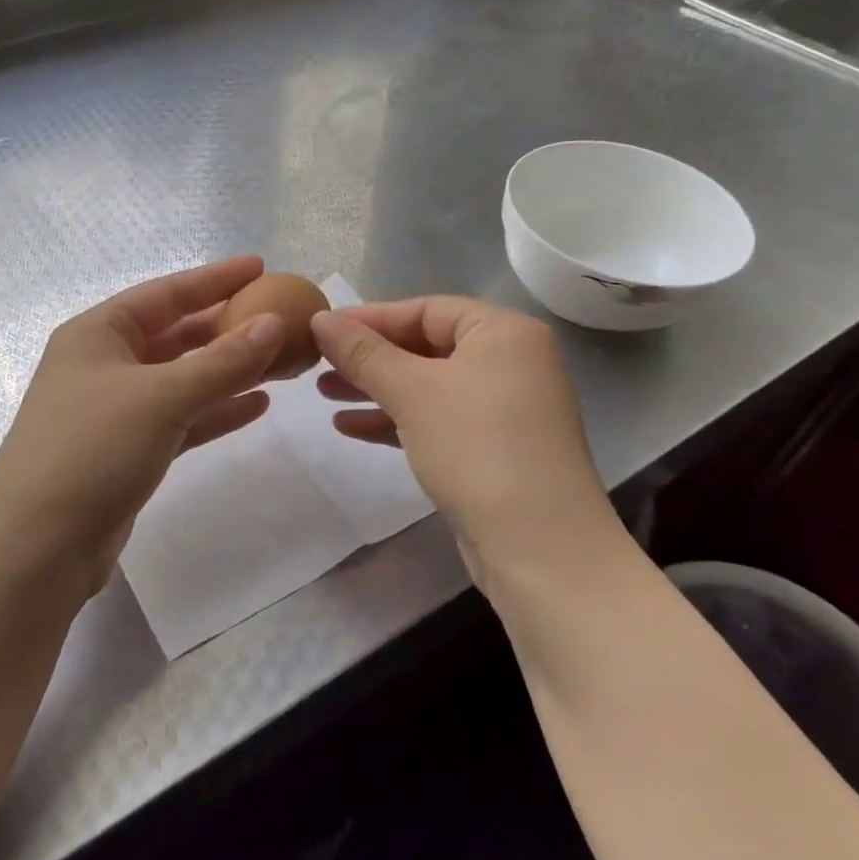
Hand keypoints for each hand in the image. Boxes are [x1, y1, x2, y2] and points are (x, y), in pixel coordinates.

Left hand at [0, 257, 285, 595]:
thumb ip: (222, 361)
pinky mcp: (128, 451)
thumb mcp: (161, 396)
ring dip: (229, 370)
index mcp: (98, 333)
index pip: (166, 293)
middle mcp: (105, 364)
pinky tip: (257, 405)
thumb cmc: (92, 450)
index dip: (214, 278)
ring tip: (280, 360)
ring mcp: (116, 410)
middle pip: (176, 334)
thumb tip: (273, 324)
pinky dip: (216, 411)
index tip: (260, 266)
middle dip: (227, 326)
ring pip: (183, 378)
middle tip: (280, 318)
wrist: (36, 546)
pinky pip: (182, 419)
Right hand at [311, 297, 617, 579]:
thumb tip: (321, 318)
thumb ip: (363, 352)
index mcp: (503, 333)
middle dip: (369, 357)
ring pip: (427, 385)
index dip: (370, 318)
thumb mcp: (412, 392)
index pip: (426, 309)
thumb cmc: (476, 449)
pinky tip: (350, 428)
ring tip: (325, 394)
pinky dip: (396, 419)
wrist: (540, 549)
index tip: (321, 330)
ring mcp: (505, 408)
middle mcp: (511, 362)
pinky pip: (436, 419)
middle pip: (426, 346)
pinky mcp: (494, 449)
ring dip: (376, 388)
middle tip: (318, 364)